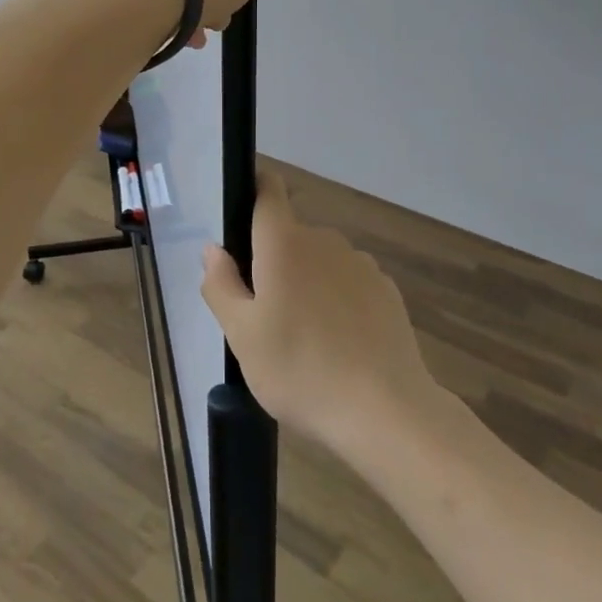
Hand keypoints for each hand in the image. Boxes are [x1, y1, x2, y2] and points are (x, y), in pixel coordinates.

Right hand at [201, 171, 444, 458]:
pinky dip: (338, 301)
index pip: (269, 190)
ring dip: (307, 282)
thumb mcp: (242, 336)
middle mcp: (325, 240)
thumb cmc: (300, 370)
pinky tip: (339, 345)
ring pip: (320, 261)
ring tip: (304, 338)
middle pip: (290, 235)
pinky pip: (349, 283)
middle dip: (274, 262)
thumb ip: (221, 285)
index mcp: (284, 243)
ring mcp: (361, 264)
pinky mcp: (387, 291)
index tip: (241, 218)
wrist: (386, 411)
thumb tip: (213, 249)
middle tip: (265, 314)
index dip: (254, 190)